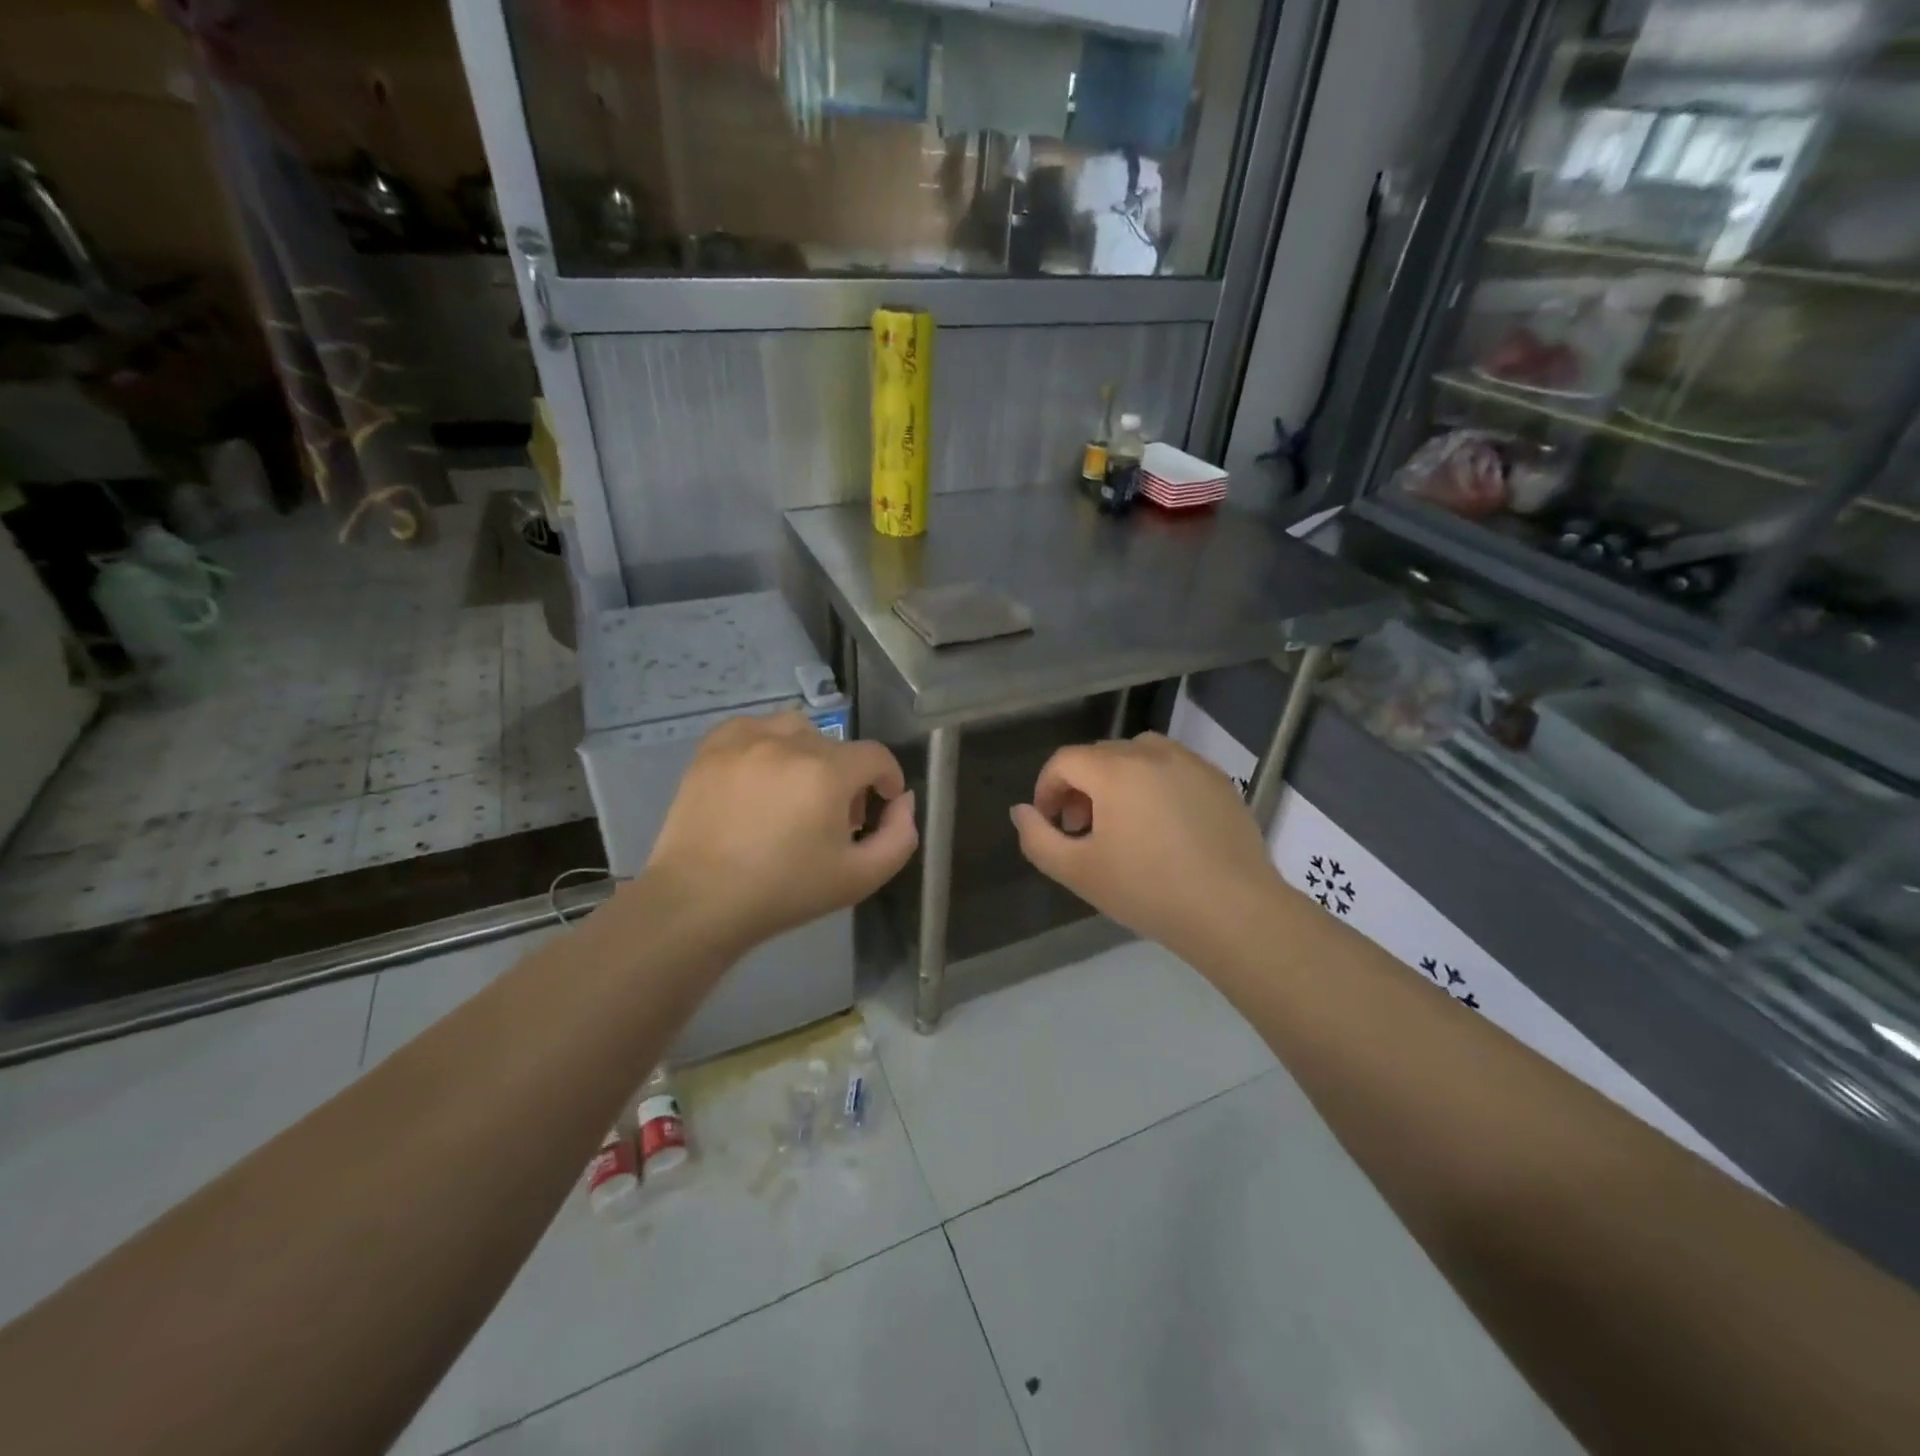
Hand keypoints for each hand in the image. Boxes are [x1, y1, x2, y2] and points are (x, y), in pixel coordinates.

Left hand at [647, 713, 917, 951]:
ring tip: (796, 792)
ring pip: (797, 730)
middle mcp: (789, 743)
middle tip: (833, 820)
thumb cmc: (784, 892)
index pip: (876, 756)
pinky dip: (767, 743)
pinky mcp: (713, 747)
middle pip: (837, 748)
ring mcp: (746, 740)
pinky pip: (754, 727)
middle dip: (847, 779)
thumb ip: (899, 836)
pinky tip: (762, 775)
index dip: (888, 779)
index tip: (881, 805)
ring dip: (809, 755)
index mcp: (827, 773)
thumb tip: (903, 802)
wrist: (699, 902)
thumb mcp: (860, 877)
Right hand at [1010, 733, 1280, 958]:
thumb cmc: (1148, 891)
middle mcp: (1152, 753)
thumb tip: (1022, 811)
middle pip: (1100, 755)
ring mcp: (1191, 763)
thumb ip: (1037, 838)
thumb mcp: (1078, 872)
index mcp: (1114, 770)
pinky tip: (1164, 826)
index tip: (1049, 823)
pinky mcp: (1219, 780)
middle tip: (1081, 830)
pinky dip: (1155, 784)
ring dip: (1117, 780)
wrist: (1234, 911)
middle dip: (1080, 787)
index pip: (1064, 761)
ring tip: (1122, 822)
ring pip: (1138, 755)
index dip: (1046, 789)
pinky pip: (1174, 768)